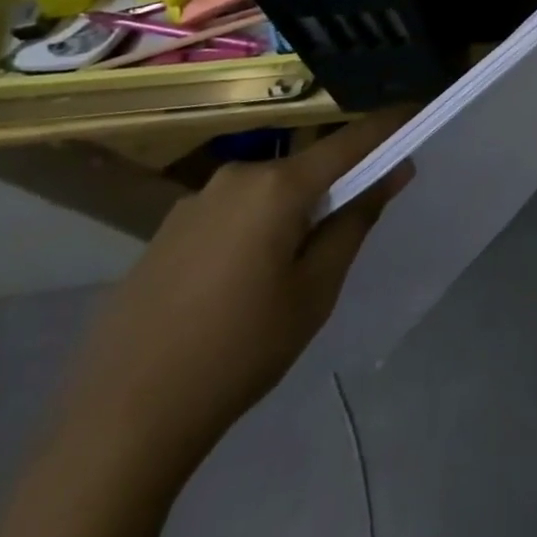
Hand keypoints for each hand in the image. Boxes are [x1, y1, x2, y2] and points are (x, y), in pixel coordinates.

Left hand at [52, 110, 414, 472]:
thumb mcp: (314, 292)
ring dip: (288, 212)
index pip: (351, 141)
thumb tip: (394, 170)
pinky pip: (229, 213)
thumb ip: (356, 221)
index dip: (388, 126)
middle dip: (333, 186)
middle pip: (305, 167)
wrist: (118, 422)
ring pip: (265, 192)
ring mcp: (194, 201)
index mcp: (277, 186)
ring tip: (285, 271)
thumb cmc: (238, 352)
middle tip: (346, 230)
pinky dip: (251, 229)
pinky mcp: (165, 231)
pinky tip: (235, 285)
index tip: (417, 114)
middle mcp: (236, 176)